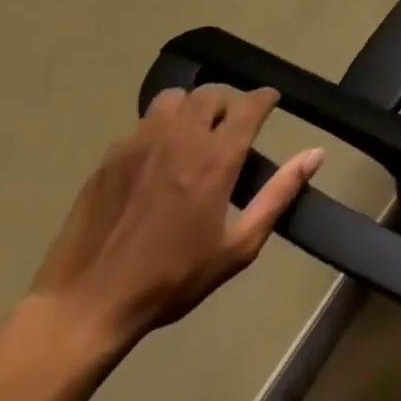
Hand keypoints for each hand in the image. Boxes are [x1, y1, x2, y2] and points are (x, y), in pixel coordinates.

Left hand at [30, 85, 322, 354]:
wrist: (85, 307)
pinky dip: (159, 128)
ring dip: (191, 108)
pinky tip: (158, 156)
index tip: (272, 103)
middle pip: (211, 94)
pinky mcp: (108, 158)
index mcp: (216, 158)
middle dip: (229, 101)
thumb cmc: (171, 279)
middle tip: (233, 123)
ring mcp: (139, 145)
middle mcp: (180, 139)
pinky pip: (141, 123)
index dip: (266, 98)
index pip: (249, 104)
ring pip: (173, 100)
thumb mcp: (238, 247)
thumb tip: (315, 154)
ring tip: (194, 132)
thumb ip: (279, 194)